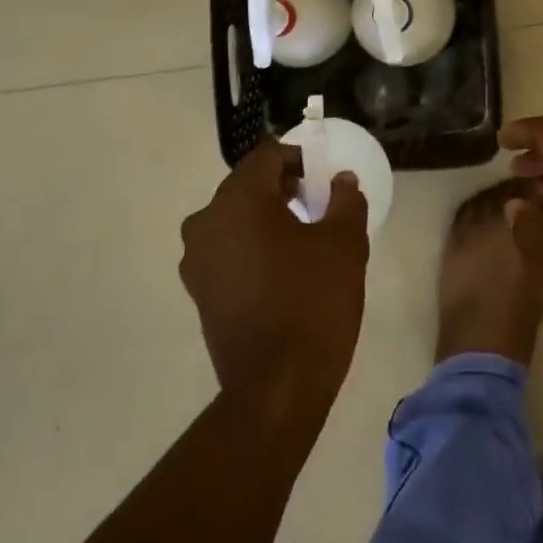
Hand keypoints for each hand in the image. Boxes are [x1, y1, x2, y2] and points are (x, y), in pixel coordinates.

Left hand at [180, 142, 369, 413]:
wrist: (276, 388)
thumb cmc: (313, 302)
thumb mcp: (344, 244)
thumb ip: (345, 200)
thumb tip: (341, 180)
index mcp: (239, 199)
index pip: (267, 155)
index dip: (299, 158)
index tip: (324, 179)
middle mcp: (206, 220)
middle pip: (247, 185)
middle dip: (283, 188)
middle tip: (319, 206)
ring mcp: (196, 259)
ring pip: (235, 218)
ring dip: (266, 218)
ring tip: (302, 240)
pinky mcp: (198, 291)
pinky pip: (227, 249)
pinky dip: (251, 247)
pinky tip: (281, 271)